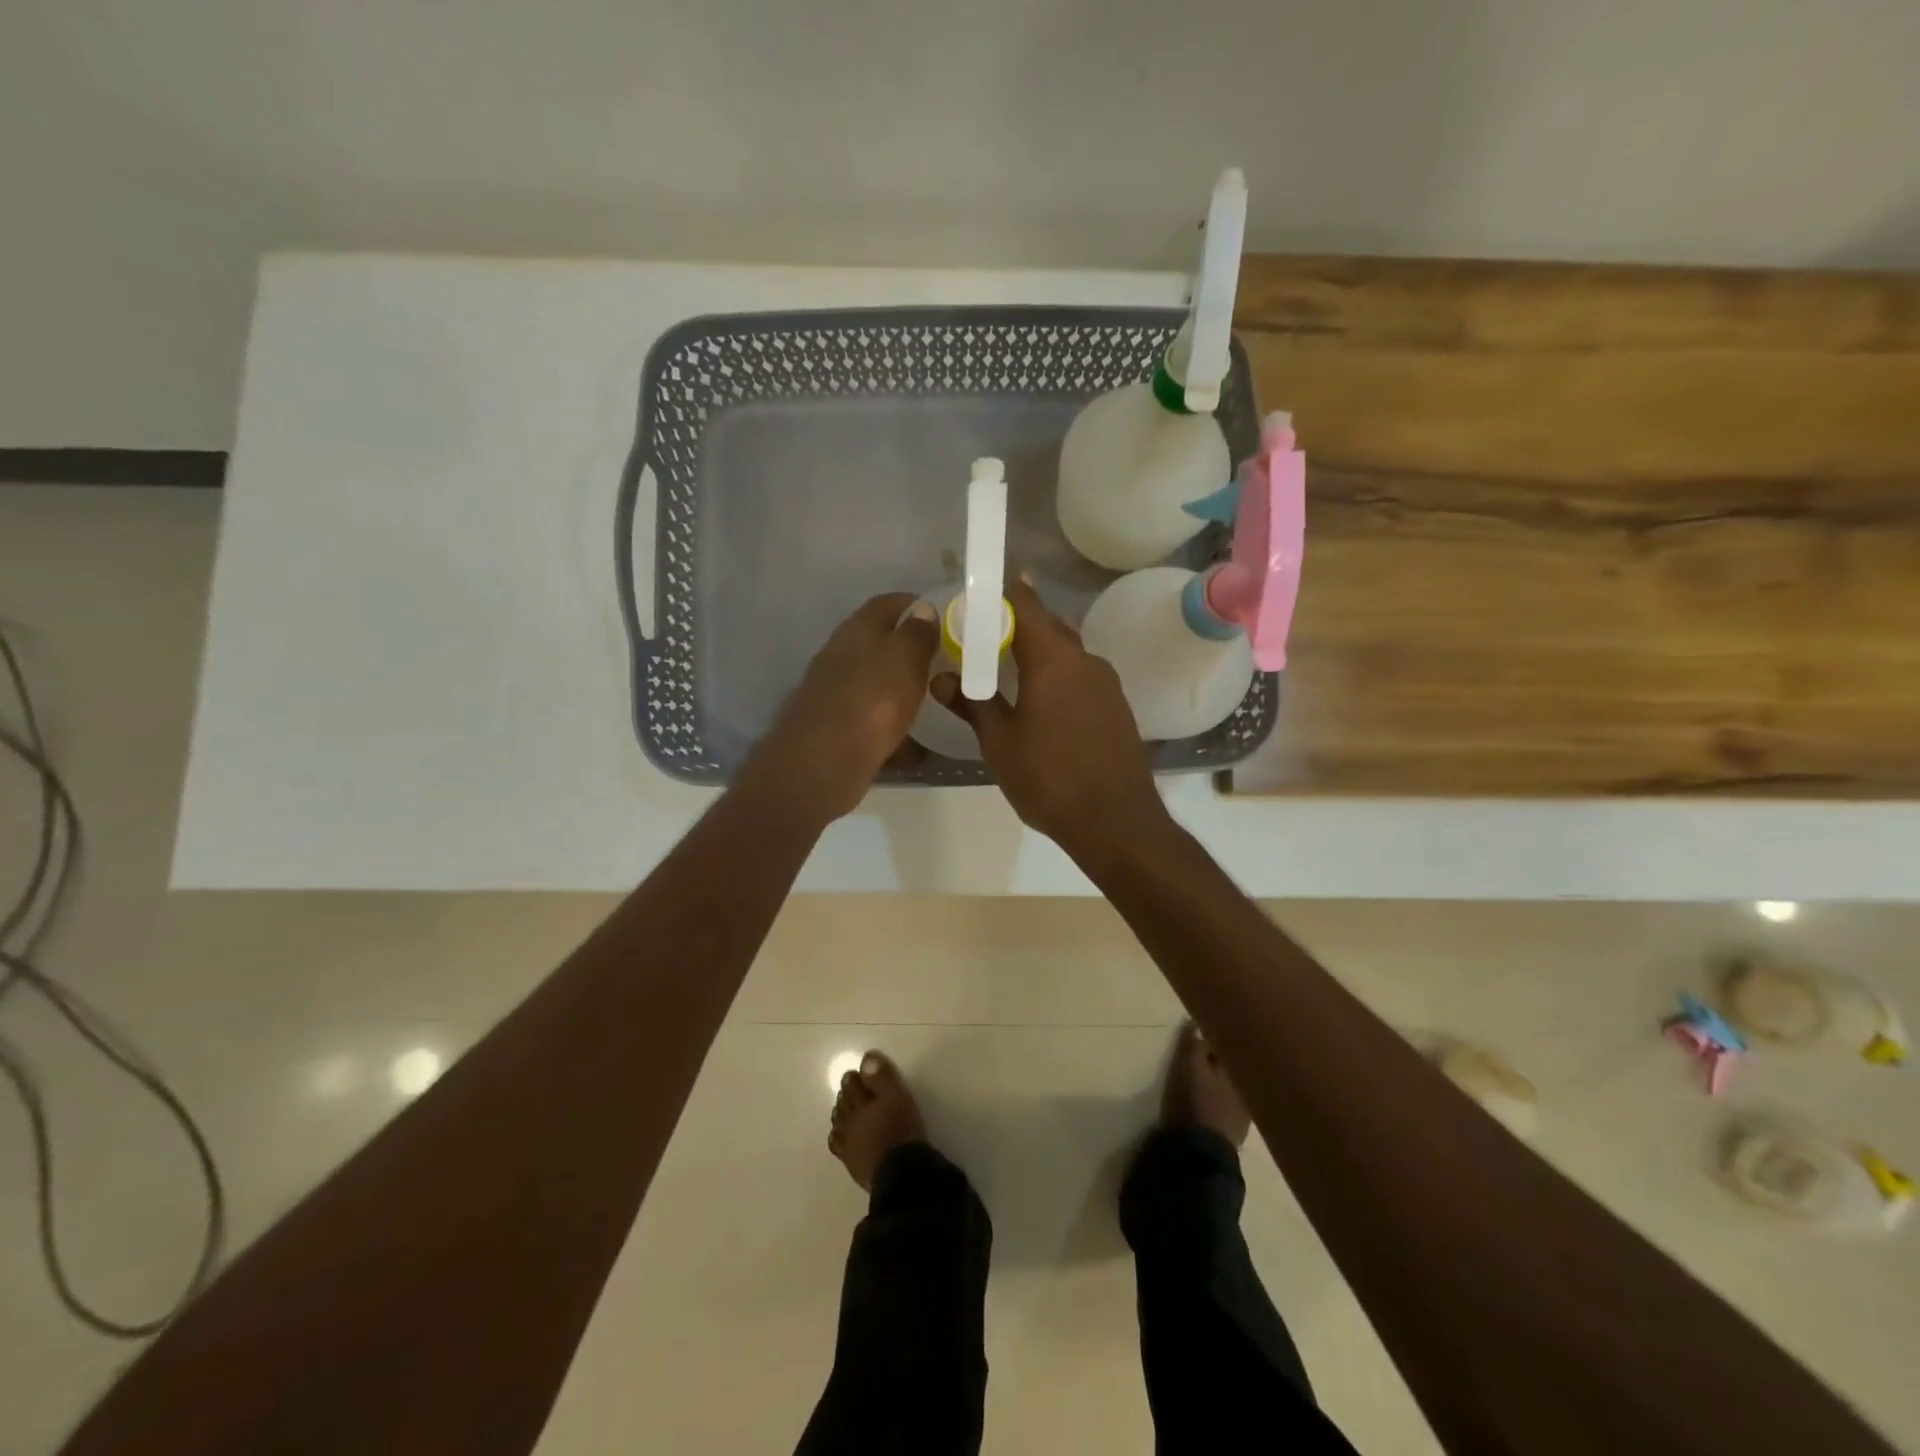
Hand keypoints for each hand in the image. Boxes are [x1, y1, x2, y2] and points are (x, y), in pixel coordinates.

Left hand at [743, 593, 938, 821]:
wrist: (822, 762)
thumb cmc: (871, 701)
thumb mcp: (904, 659)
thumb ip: (916, 633)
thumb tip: (921, 609)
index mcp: (857, 631)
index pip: (886, 604)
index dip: (914, 605)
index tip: (941, 616)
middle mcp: (840, 656)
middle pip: (877, 644)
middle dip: (908, 650)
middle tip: (942, 661)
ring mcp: (834, 693)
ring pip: (874, 683)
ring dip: (899, 689)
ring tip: (932, 700)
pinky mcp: (834, 728)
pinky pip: (871, 720)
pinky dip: (892, 726)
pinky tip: (913, 742)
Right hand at [931, 577, 1169, 857]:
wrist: (1115, 821)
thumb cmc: (1049, 778)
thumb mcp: (1000, 743)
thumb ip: (972, 704)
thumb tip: (940, 678)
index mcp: (1052, 659)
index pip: (1026, 605)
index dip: (1003, 594)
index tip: (980, 593)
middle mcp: (1084, 660)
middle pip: (1049, 626)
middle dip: (1018, 624)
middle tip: (986, 634)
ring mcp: (1107, 683)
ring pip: (1067, 652)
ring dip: (1040, 652)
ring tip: (1009, 668)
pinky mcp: (1117, 706)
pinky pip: (1081, 676)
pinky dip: (1059, 675)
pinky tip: (1042, 700)